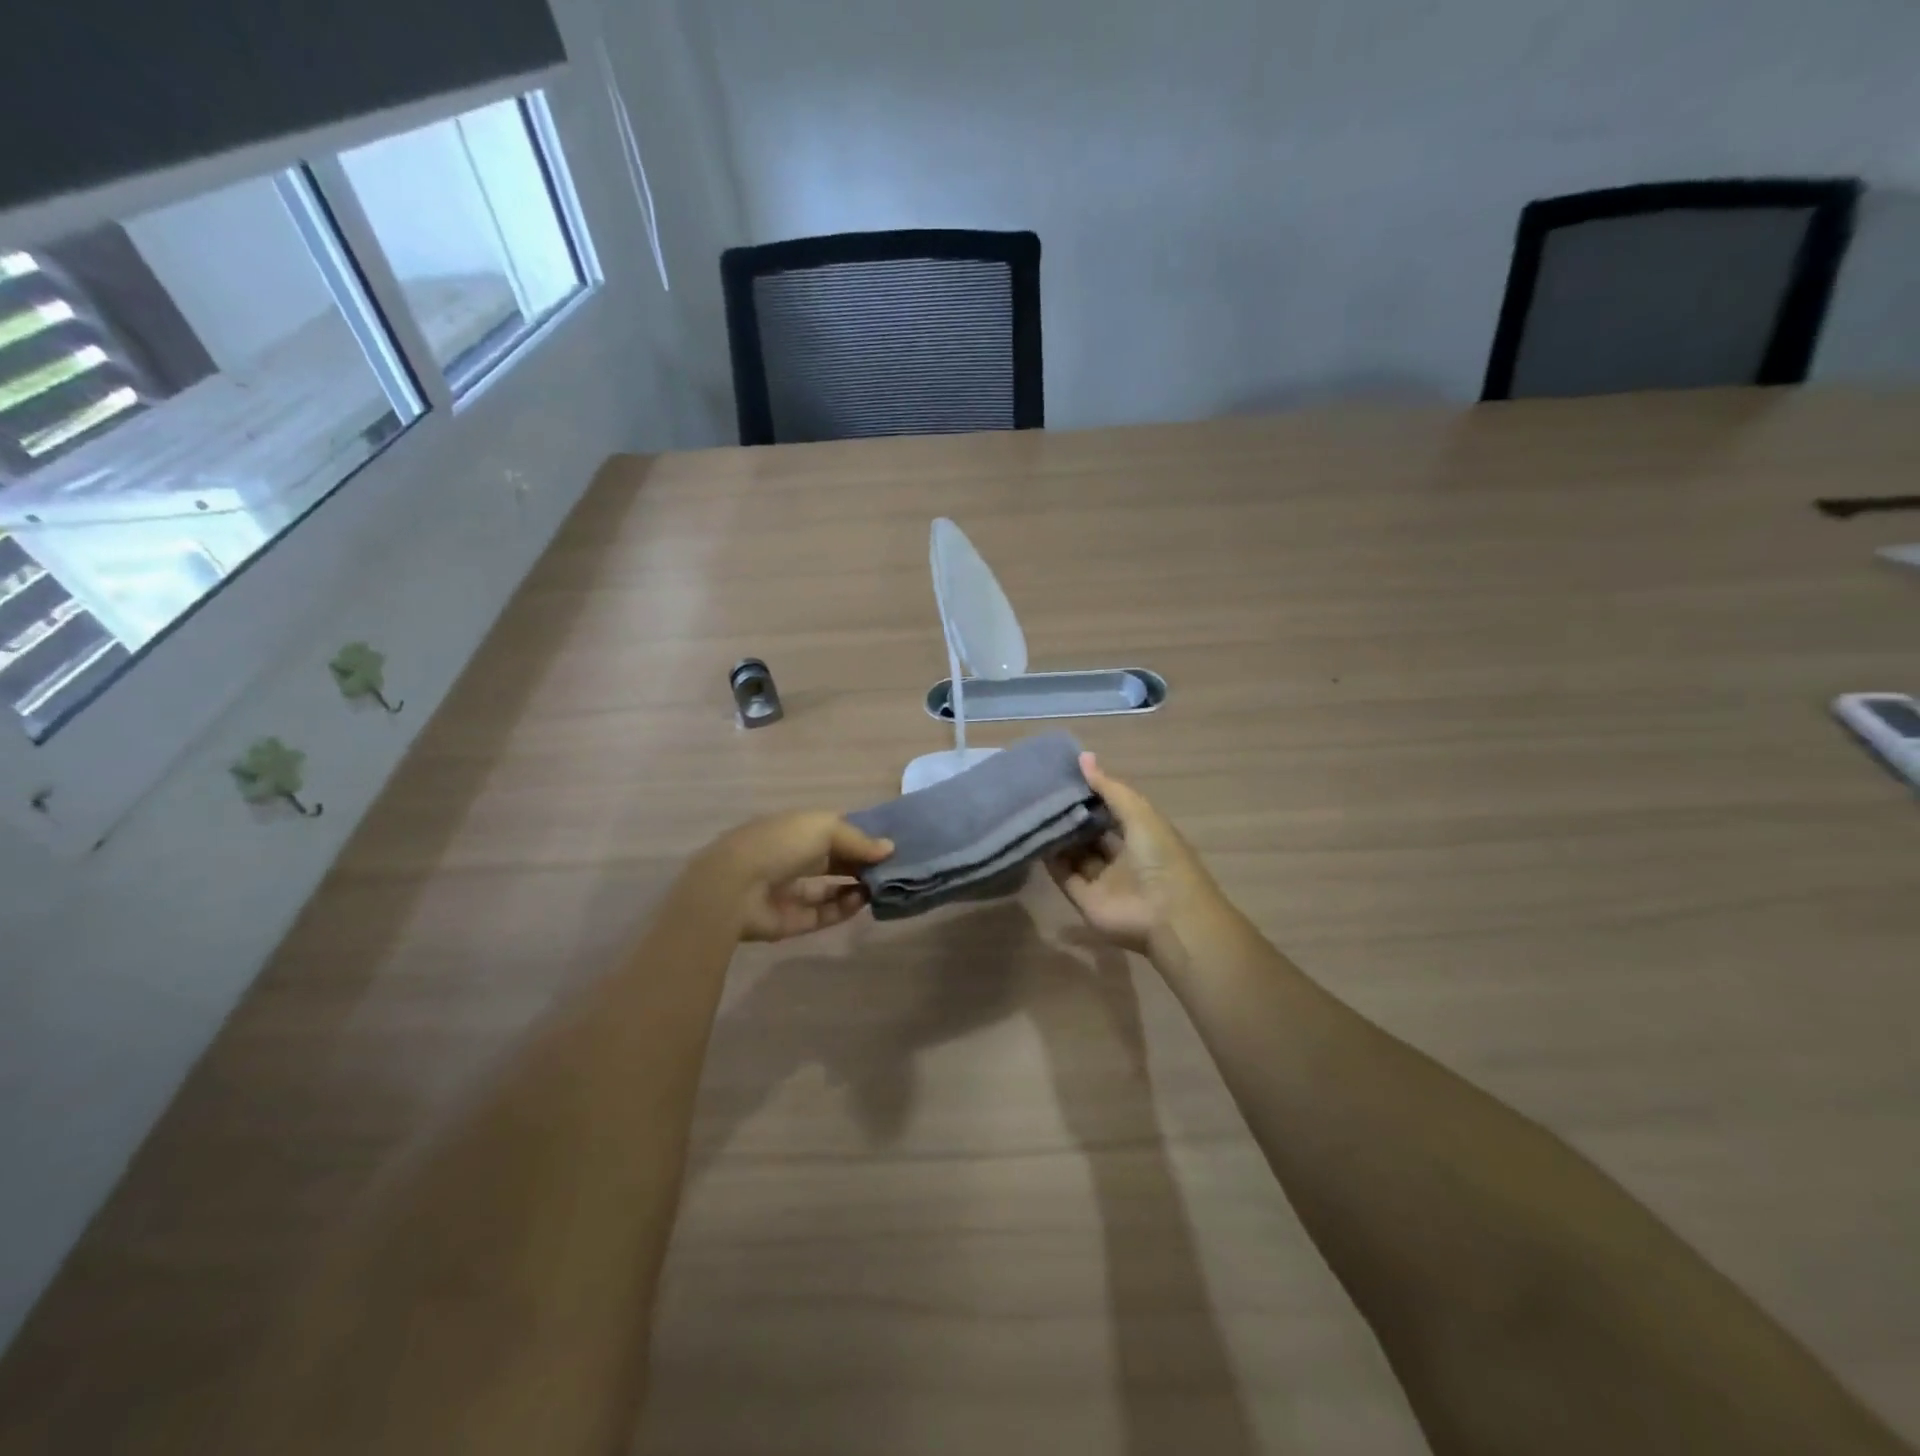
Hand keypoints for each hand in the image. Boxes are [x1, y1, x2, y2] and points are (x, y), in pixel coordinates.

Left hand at [698, 812, 893, 942]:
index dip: (860, 835)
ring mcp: (789, 891)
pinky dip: (844, 908)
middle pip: (834, 860)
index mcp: (795, 829)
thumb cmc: (780, 844)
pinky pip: (822, 914)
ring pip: (829, 889)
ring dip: (856, 886)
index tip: (890, 842)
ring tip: (881, 885)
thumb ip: (858, 840)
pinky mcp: (790, 922)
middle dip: (861, 863)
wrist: (734, 888)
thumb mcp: (824, 828)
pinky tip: (863, 900)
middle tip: (892, 867)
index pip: (833, 830)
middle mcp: (792, 858)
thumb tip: (889, 848)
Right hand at [1047, 754, 1215, 956]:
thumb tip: (1083, 756)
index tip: (1065, 775)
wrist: (1168, 917)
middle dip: (1073, 815)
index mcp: (1142, 835)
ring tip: (1034, 811)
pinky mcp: (1085, 900)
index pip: (1113, 810)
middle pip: (1092, 833)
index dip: (1093, 794)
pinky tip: (1035, 838)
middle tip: (1043, 792)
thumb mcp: (1140, 814)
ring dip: (1059, 836)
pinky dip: (1050, 860)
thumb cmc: (1161, 858)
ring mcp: (1103, 880)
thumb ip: (1110, 788)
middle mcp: (1122, 856)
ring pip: (1075, 854)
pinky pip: (1064, 876)